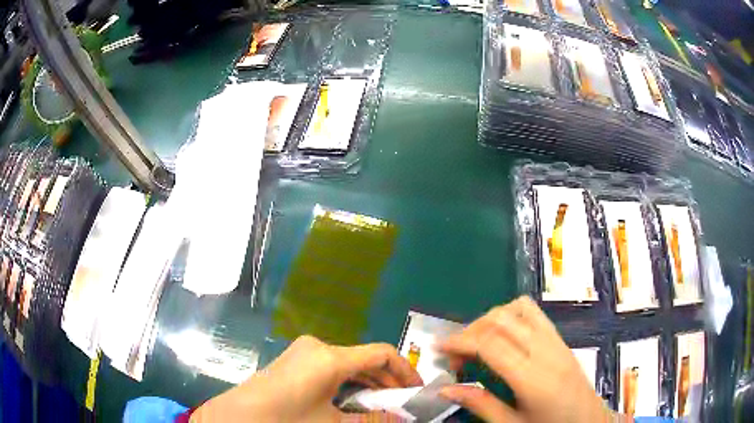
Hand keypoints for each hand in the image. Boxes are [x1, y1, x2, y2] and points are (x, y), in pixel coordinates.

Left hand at [192, 335, 422, 421]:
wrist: (237, 417)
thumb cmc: (286, 419)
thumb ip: (373, 420)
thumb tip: (403, 418)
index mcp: (331, 357)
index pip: (381, 353)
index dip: (404, 370)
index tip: (416, 390)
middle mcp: (319, 346)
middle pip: (365, 358)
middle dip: (387, 380)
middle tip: (403, 401)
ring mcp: (305, 350)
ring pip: (349, 362)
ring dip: (368, 381)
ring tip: (383, 402)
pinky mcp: (296, 359)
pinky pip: (332, 366)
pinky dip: (349, 381)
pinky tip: (355, 397)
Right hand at [437, 296, 611, 422]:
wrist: (588, 421)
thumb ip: (480, 404)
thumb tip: (445, 388)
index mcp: (532, 379)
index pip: (491, 345)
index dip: (460, 341)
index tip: (438, 348)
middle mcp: (545, 351)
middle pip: (502, 320)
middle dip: (471, 329)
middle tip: (456, 353)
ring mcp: (556, 341)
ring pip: (519, 309)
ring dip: (492, 319)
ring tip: (479, 342)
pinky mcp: (561, 339)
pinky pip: (534, 313)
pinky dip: (511, 316)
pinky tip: (504, 338)